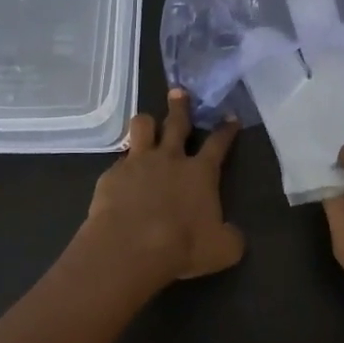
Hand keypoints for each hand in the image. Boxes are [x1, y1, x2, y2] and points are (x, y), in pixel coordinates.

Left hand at [83, 89, 243, 282]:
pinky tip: (122, 175)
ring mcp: (138, 163)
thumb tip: (232, 234)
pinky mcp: (111, 175)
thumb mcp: (222, 250)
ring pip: (142, 127)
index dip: (226, 130)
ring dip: (147, 123)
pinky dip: (124, 164)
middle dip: (180, 106)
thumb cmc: (182, 246)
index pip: (218, 143)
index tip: (231, 117)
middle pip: (176, 123)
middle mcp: (170, 159)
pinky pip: (119, 161)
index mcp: (201, 173)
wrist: (130, 248)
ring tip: (148, 123)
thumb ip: (230, 237)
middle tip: (179, 92)